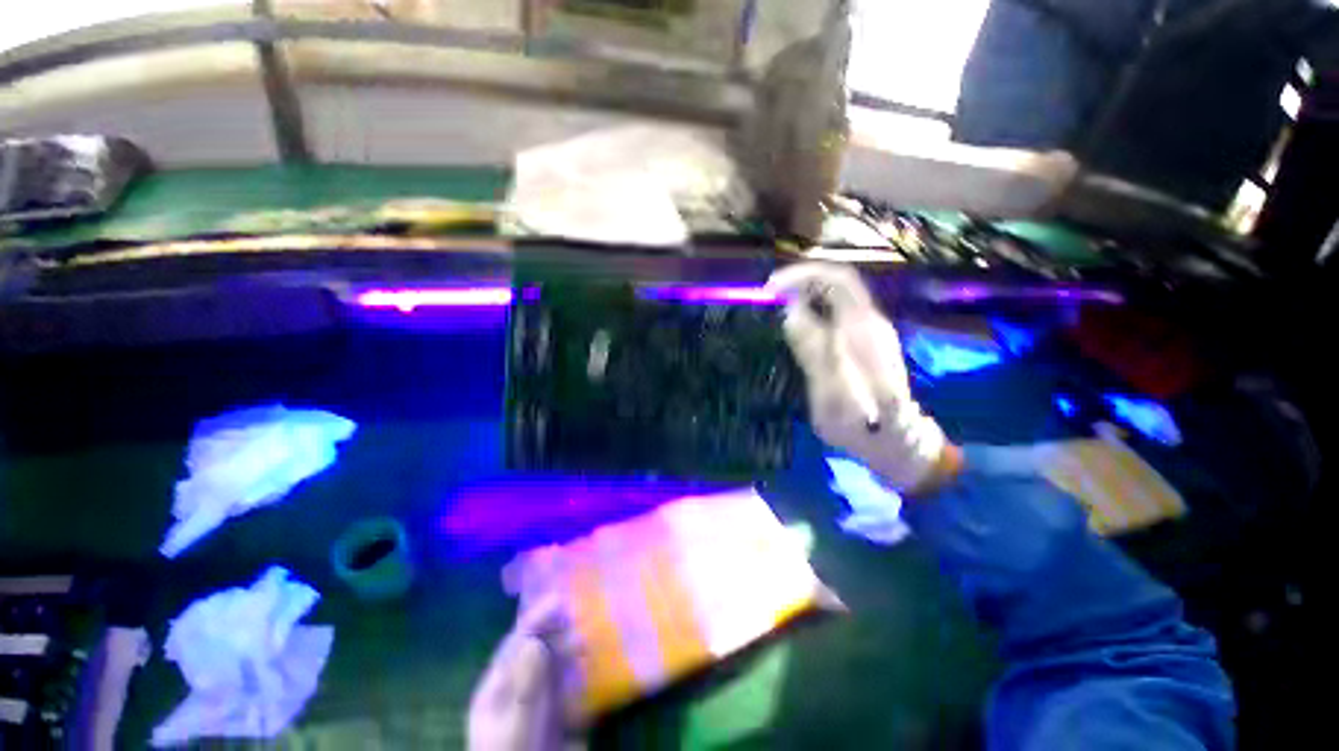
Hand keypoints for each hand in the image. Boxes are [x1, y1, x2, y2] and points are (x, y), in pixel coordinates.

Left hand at [468, 597, 571, 750]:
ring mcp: (539, 703)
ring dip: (571, 649)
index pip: (515, 645)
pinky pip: (571, 685)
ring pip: (556, 665)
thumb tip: (534, 642)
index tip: (559, 599)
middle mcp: (518, 690)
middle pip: (538, 650)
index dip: (536, 620)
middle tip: (578, 615)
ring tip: (586, 641)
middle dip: (557, 631)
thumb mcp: (513, 730)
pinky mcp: (560, 717)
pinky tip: (592, 667)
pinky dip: (582, 672)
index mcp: (497, 690)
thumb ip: (523, 689)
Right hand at [767, 263, 954, 493]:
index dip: (802, 275)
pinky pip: (839, 308)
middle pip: (838, 280)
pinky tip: (798, 319)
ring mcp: (872, 329)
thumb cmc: (862, 427)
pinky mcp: (867, 338)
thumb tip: (791, 313)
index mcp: (863, 333)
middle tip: (770, 294)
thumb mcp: (831, 397)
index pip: (837, 280)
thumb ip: (814, 353)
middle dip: (802, 279)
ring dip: (807, 290)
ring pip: (839, 293)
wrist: (898, 441)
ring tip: (778, 304)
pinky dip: (815, 304)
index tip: (771, 289)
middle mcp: (872, 322)